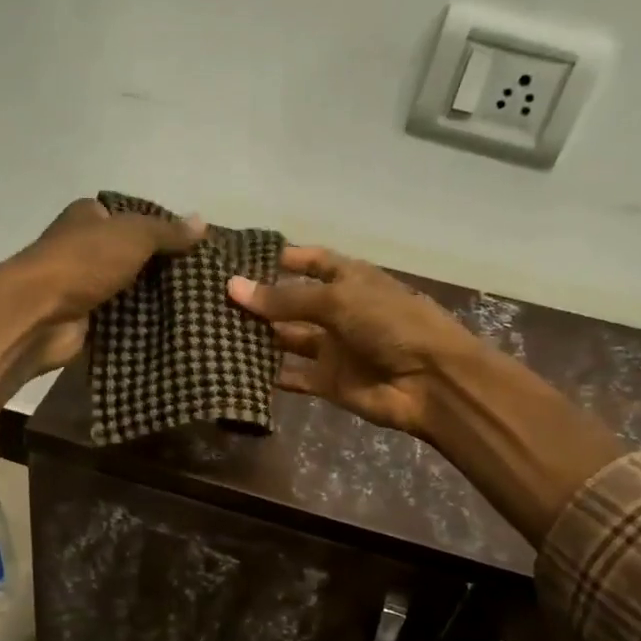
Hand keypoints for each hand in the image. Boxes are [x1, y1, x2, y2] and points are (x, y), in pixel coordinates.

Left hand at [0, 199, 203, 405]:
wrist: (39, 316)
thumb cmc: (82, 263)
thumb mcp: (132, 235)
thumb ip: (167, 231)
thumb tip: (202, 222)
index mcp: (88, 217)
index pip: (133, 218)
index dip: (163, 230)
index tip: (195, 247)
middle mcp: (84, 248)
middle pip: (133, 256)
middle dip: (162, 268)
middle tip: (202, 280)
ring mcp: (84, 286)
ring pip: (129, 289)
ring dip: (154, 299)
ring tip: (197, 306)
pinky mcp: (86, 320)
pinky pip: (122, 320)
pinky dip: (142, 324)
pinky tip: (174, 328)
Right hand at [228, 245, 621, 544]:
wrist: (430, 382)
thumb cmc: (391, 324)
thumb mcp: (338, 300)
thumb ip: (285, 298)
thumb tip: (232, 288)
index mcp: (348, 278)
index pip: (308, 260)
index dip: (277, 258)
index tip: (236, 258)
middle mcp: (337, 309)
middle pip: (290, 301)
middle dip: (257, 300)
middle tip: (210, 299)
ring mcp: (332, 346)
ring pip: (286, 338)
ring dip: (257, 337)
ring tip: (212, 332)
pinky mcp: (327, 381)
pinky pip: (292, 375)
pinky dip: (268, 375)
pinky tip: (234, 370)